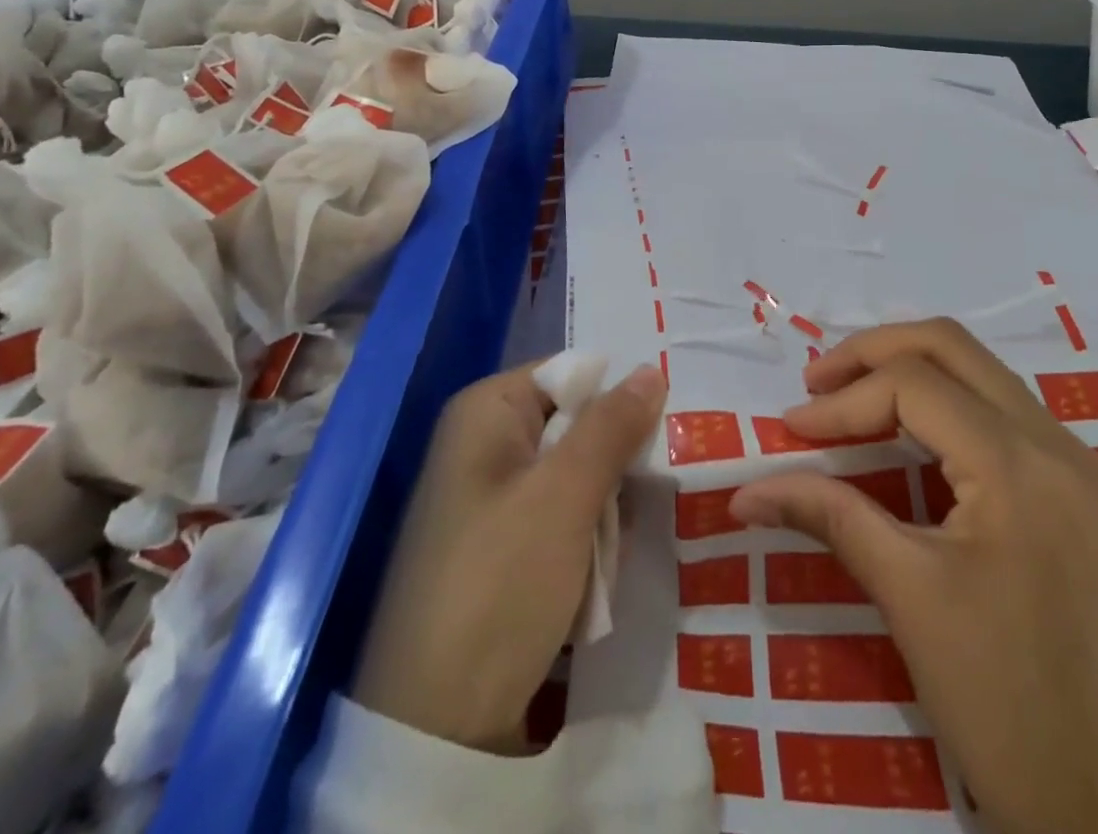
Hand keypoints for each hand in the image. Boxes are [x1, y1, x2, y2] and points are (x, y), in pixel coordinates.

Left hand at [353, 361, 666, 753]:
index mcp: (487, 411)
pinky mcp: (499, 546)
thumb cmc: (500, 583)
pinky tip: (595, 578)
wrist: (435, 727)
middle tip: (644, 497)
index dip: (617, 399)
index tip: (663, 432)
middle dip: (613, 464)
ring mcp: (489, 498)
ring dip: (605, 510)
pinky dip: (585, 541)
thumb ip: (611, 427)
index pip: (571, 373)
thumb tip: (651, 369)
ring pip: (576, 476)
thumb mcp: (565, 496)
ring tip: (612, 551)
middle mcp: (484, 443)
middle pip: (576, 425)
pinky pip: (560, 518)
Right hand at [730, 320, 1097, 833]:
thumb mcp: (907, 596)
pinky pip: (999, 407)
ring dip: (908, 370)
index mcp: (1017, 464)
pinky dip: (942, 400)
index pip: (911, 385)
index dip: (842, 401)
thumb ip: (828, 516)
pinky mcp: (1075, 485)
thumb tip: (746, 492)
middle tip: (818, 383)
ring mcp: (1072, 460)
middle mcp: (1053, 440)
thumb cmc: (1005, 703)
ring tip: (849, 400)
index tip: (790, 432)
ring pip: (978, 368)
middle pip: (950, 345)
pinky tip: (904, 432)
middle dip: (873, 351)